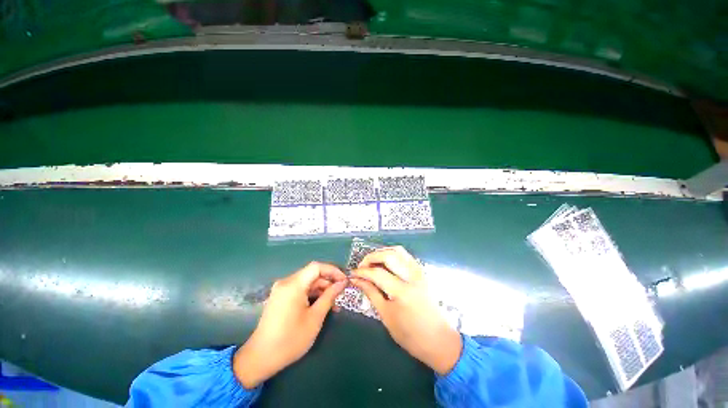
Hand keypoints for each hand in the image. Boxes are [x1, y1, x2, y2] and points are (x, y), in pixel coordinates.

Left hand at [233, 262, 346, 387]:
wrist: (260, 358)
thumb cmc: (290, 339)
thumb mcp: (315, 318)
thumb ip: (330, 296)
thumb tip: (342, 283)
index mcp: (293, 285)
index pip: (317, 267)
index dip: (333, 270)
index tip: (344, 280)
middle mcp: (286, 282)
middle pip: (312, 274)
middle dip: (328, 282)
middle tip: (341, 293)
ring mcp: (282, 290)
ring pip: (307, 282)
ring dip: (322, 290)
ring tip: (334, 303)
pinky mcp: (281, 297)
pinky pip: (300, 290)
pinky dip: (312, 295)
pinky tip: (322, 305)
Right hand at [350, 247, 461, 374]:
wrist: (440, 341)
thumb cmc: (411, 335)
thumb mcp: (386, 316)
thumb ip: (371, 293)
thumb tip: (357, 280)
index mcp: (402, 292)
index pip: (377, 273)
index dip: (362, 272)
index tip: (353, 274)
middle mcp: (412, 277)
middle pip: (388, 255)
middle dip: (371, 257)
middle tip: (362, 266)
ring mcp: (419, 272)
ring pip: (398, 251)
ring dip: (382, 252)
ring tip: (372, 263)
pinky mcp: (422, 272)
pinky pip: (405, 255)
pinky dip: (393, 254)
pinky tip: (386, 263)